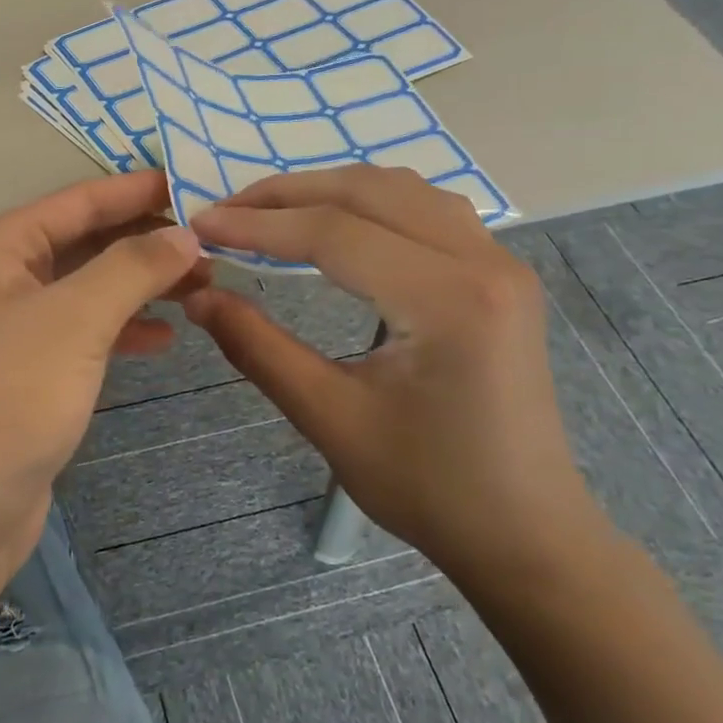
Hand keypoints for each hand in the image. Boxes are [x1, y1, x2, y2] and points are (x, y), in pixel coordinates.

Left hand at [0, 171, 203, 588]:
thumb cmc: (6, 400)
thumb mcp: (74, 321)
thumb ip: (132, 268)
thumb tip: (185, 231)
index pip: (76, 201)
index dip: (136, 190)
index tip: (196, 182)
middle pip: (82, 244)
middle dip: (145, 242)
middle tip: (212, 244)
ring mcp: (9, 332)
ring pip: (86, 291)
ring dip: (140, 287)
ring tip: (202, 286)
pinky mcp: (24, 377)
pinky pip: (81, 336)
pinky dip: (121, 332)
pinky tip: (164, 339)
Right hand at [184, 166, 608, 585]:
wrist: (525, 531)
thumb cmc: (428, 487)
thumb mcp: (329, 418)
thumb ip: (258, 347)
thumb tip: (197, 295)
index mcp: (447, 300)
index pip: (334, 233)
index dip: (258, 225)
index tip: (200, 224)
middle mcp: (484, 261)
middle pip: (369, 192)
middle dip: (287, 194)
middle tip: (226, 210)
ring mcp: (500, 263)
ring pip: (402, 191)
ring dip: (330, 190)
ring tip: (271, 212)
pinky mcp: (500, 276)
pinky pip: (428, 212)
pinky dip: (371, 204)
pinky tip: (338, 225)